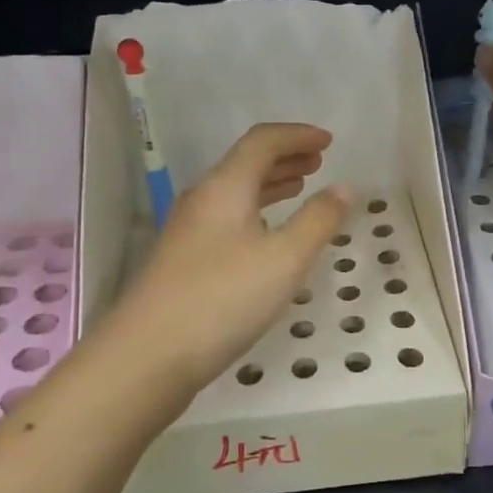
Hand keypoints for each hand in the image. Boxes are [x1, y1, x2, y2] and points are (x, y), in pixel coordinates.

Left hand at [98, 123, 350, 410]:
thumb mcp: (285, 259)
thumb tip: (344, 188)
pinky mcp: (184, 261)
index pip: (262, 142)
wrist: (147, 356)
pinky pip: (227, 219)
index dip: (297, 135)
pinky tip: (268, 236)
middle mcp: (203, 200)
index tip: (328, 141)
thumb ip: (319, 220)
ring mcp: (188, 231)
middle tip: (318, 162)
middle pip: (245, 163)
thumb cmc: (223, 298)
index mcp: (225, 186)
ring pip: (235, 193)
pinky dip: (256, 213)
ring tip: (299, 188)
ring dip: (270, 185)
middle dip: (285, 157)